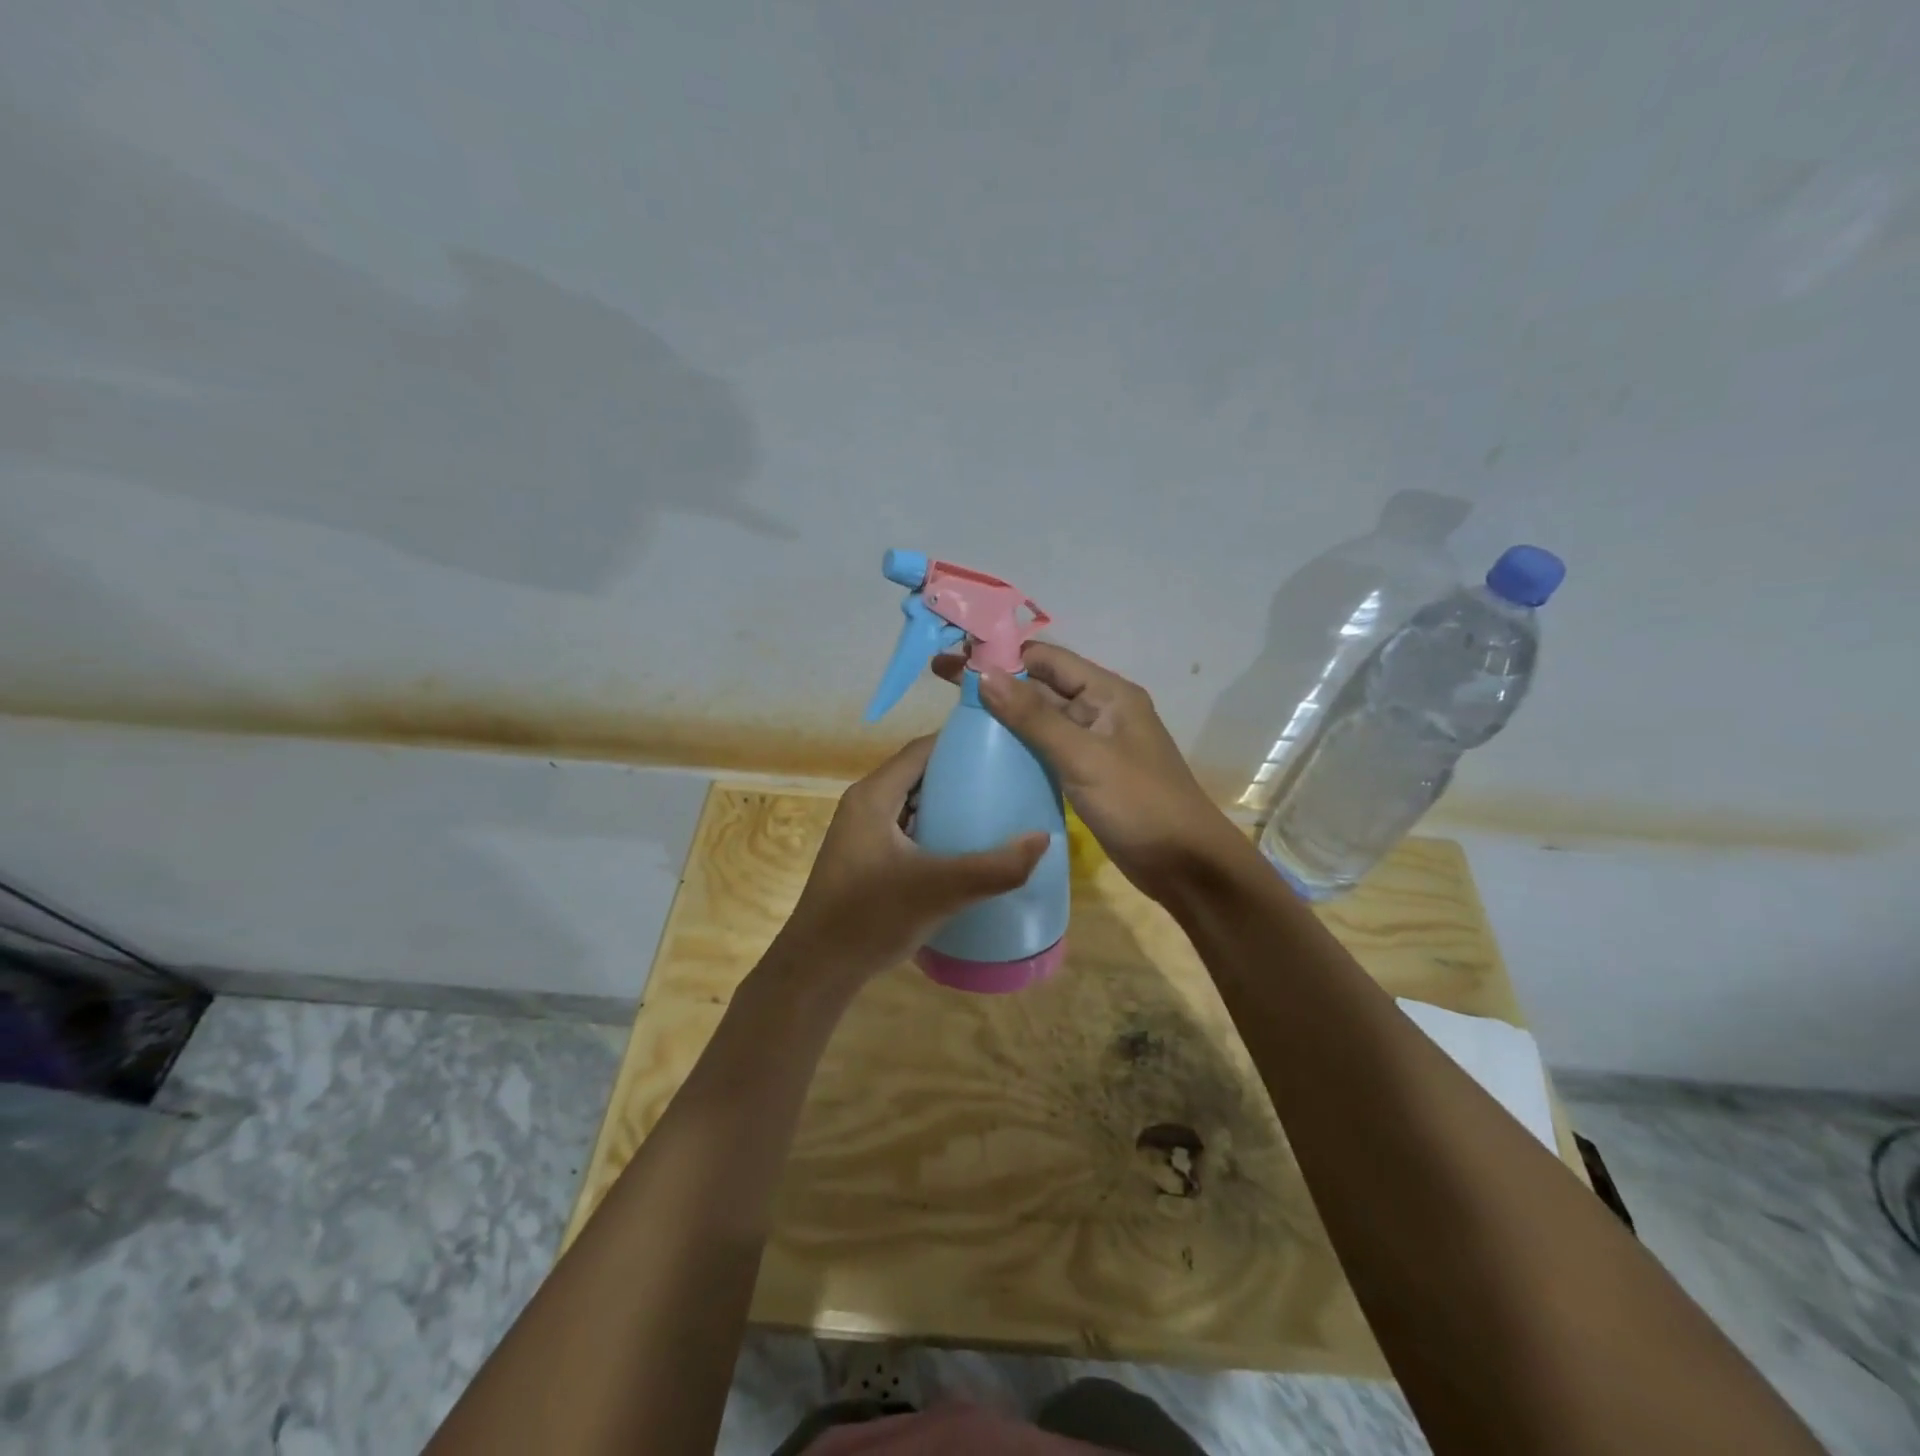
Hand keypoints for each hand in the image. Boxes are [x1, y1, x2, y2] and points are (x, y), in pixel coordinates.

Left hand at [770, 735, 1048, 987]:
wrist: (818, 969)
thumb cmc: (871, 917)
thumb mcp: (939, 890)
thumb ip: (994, 867)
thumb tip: (1044, 838)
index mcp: (874, 795)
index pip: (922, 749)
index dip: (962, 743)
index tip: (1004, 746)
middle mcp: (865, 804)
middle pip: (919, 773)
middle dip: (962, 773)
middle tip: (1008, 780)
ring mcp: (862, 832)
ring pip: (913, 803)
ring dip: (949, 803)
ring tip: (995, 809)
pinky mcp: (865, 858)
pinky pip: (907, 828)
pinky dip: (935, 828)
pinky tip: (963, 848)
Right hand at [933, 643, 1242, 902]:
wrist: (1184, 865)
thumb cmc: (1139, 804)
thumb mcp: (1084, 757)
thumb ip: (1034, 717)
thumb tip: (984, 674)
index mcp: (1108, 693)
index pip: (1046, 659)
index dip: (1000, 653)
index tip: (955, 655)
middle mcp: (1100, 710)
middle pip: (1041, 685)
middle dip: (996, 680)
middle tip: (942, 679)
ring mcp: (1094, 744)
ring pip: (1042, 718)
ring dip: (1004, 712)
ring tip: (955, 712)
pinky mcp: (1088, 774)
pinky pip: (1047, 748)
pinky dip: (1019, 744)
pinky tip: (987, 751)